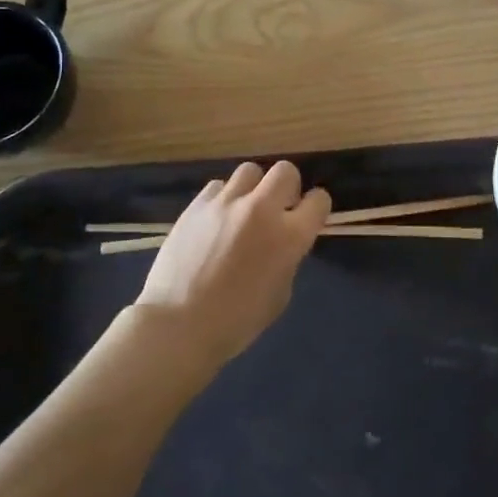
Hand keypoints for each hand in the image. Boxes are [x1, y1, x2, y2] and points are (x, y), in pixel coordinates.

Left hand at [136, 161, 330, 367]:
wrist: (178, 326)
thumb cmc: (237, 322)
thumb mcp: (280, 293)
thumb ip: (287, 258)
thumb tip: (282, 243)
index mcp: (290, 236)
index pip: (319, 200)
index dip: (316, 208)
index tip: (308, 218)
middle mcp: (262, 209)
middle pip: (286, 171)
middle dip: (287, 187)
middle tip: (277, 209)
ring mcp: (226, 203)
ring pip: (250, 171)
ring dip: (253, 188)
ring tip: (243, 211)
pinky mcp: (197, 205)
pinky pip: (218, 186)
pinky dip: (223, 199)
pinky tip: (216, 220)